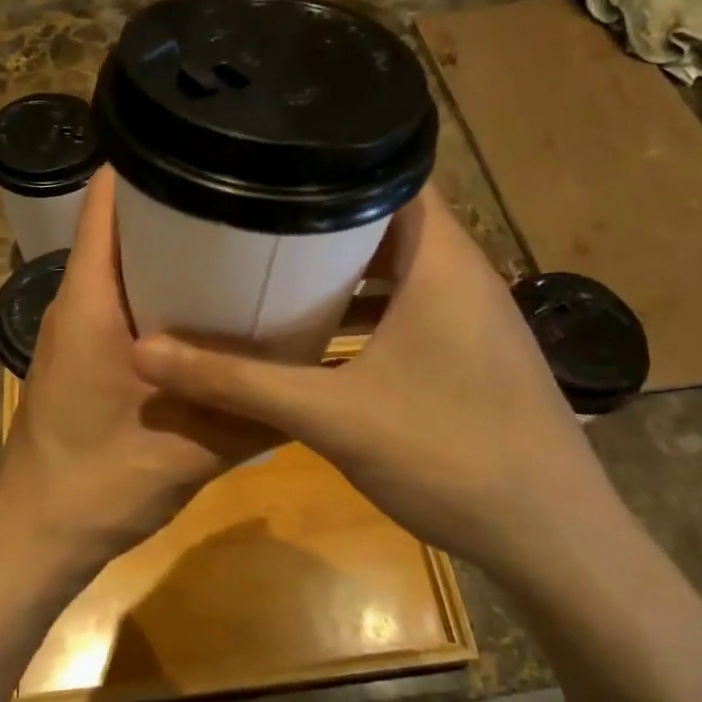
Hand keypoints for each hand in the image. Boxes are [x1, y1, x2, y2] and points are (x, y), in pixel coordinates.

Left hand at [0, 168, 275, 586]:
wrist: (37, 536)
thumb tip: (313, 379)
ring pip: (117, 260)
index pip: (105, 203)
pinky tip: (203, 304)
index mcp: (90, 302)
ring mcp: (72, 325)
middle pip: (117, 223)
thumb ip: (252, 414)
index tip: (201, 144)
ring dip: (164, 245)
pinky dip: (155, 284)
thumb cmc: (100, 483)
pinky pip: (116, 294)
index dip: (144, 162)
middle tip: (239, 193)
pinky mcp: (78, 350)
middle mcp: (75, 300)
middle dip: (170, 200)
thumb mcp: (191, 450)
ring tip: (232, 236)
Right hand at [131, 186, 623, 589]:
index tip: (272, 161)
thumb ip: (238, 383)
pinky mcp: (475, 355)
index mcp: (442, 260)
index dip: (333, 159)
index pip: (392, 173)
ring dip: (346, 269)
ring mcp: (475, 317)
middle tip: (256, 214)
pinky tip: (322, 337)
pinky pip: (414, 308)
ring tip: (277, 264)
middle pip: (389, 219)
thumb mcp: (331, 416)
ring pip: (401, 269)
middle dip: (324, 217)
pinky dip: (369, 311)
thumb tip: (145, 353)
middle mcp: (465, 274)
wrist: (556, 542)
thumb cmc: (450, 454)